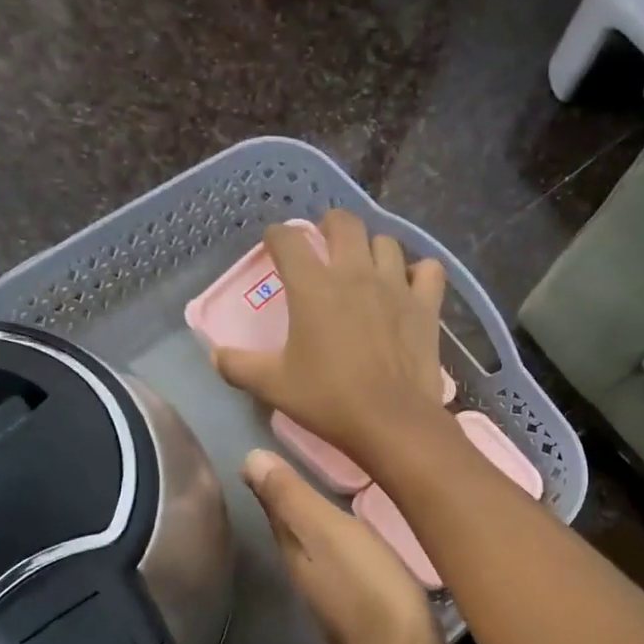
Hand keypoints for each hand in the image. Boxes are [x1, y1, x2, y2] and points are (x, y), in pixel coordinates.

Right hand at [214, 210, 448, 469]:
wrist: (391, 421)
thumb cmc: (327, 400)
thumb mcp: (273, 386)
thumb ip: (239, 366)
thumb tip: (215, 355)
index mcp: (312, 286)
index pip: (288, 239)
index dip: (277, 236)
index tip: (274, 245)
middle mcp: (354, 273)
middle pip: (343, 223)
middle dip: (329, 226)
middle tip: (324, 244)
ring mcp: (395, 286)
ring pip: (386, 242)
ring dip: (372, 248)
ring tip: (365, 266)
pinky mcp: (425, 305)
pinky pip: (428, 270)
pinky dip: (418, 273)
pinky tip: (409, 286)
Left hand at [242, 449, 459, 643]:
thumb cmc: (368, 589)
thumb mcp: (327, 532)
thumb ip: (291, 498)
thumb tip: (248, 459)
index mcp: (296, 553)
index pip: (278, 509)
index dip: (277, 481)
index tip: (282, 449)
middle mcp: (311, 575)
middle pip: (302, 531)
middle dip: (307, 502)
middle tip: (325, 461)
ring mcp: (342, 597)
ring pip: (330, 550)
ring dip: (334, 526)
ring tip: (353, 494)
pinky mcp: (375, 612)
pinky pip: (361, 568)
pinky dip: (362, 549)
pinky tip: (379, 540)